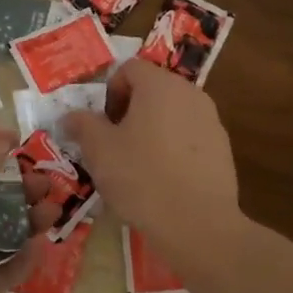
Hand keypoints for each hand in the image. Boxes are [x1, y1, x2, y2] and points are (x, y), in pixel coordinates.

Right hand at [61, 59, 243, 268]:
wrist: (198, 224)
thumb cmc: (141, 177)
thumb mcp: (99, 151)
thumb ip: (82, 125)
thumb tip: (70, 116)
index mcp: (160, 85)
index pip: (128, 68)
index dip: (109, 91)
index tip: (101, 124)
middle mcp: (190, 93)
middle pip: (152, 89)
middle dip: (129, 111)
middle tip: (113, 145)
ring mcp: (211, 121)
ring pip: (171, 114)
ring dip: (150, 130)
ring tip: (136, 165)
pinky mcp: (222, 149)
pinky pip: (188, 138)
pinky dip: (172, 149)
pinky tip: (162, 181)